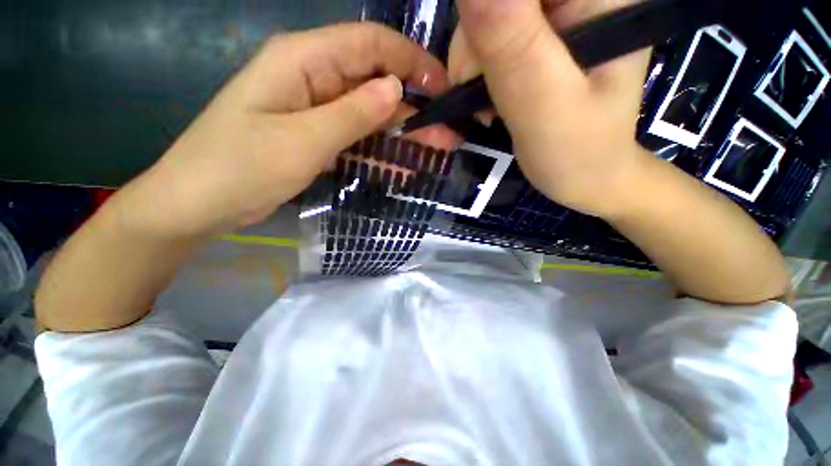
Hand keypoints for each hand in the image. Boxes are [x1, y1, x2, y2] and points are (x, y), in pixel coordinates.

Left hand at [115, 23, 455, 238]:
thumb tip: (396, 88)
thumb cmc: (241, 167)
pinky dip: (381, 153)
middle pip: (376, 85)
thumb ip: (352, 113)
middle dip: (415, 107)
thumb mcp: (303, 140)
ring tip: (436, 150)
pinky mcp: (316, 137)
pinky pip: (357, 140)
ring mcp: (316, 111)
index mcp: (304, 61)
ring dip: (403, 134)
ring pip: (371, 116)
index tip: (443, 88)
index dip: (411, 62)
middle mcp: (313, 78)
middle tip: (448, 132)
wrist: (201, 202)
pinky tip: (404, 167)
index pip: (371, 45)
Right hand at [453, 0, 651, 216]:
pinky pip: (491, 37)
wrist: (587, 175)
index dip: (487, 16)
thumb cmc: (576, 150)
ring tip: (488, 106)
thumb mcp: (544, 102)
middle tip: (481, 95)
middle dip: (476, 44)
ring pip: (488, 15)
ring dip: (473, 63)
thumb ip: (511, 44)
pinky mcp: (541, 39)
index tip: (476, 65)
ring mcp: (559, 17)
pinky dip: (479, 70)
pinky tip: (490, 97)